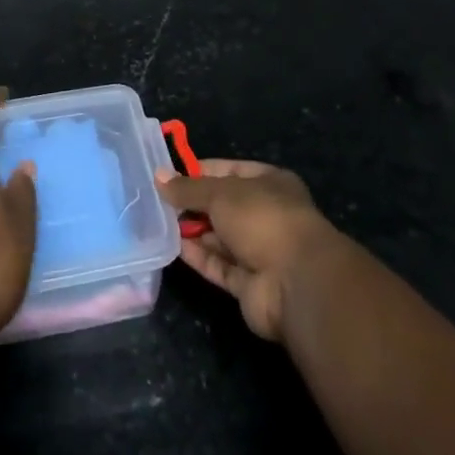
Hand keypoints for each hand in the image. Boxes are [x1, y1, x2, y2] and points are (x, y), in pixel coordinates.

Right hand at [156, 158, 339, 339]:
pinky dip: (198, 256)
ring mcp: (260, 252)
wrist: (297, 284)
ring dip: (193, 230)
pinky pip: (219, 265)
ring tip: (157, 220)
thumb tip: (158, 175)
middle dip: (193, 203)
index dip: (201, 171)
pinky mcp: (249, 284)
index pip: (230, 170)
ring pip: (220, 237)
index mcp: (270, 183)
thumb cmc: (263, 219)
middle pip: (223, 205)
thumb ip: (188, 188)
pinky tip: (172, 246)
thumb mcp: (221, 193)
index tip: (169, 173)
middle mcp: (267, 215)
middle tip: (157, 199)